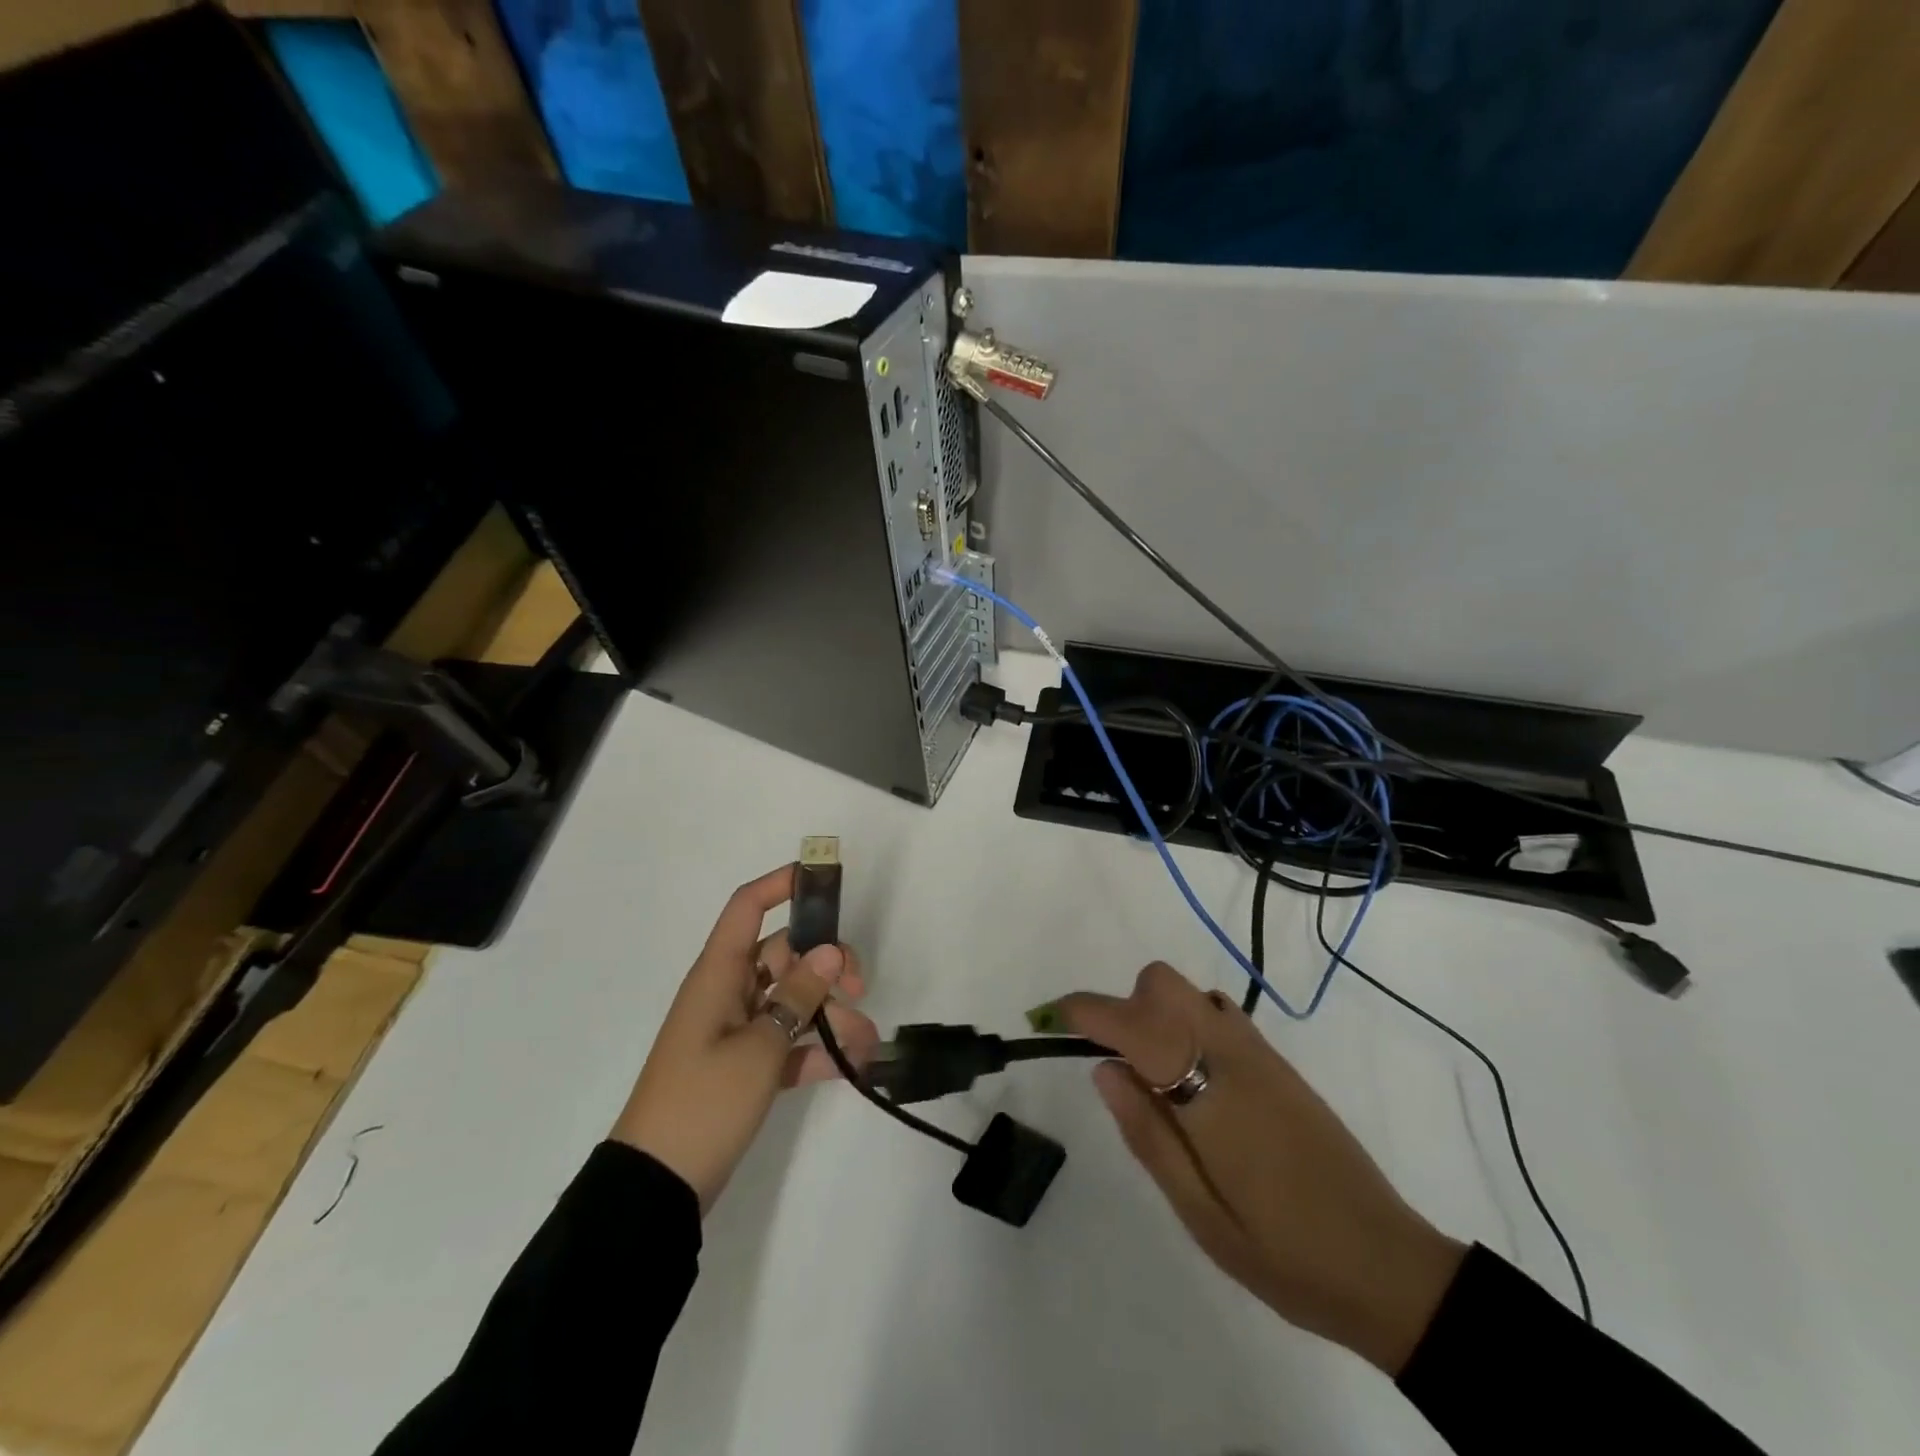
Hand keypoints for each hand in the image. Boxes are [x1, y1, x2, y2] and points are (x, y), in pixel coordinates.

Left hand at [611, 865, 878, 1210]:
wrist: (657, 1187)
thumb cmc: (702, 1103)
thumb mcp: (758, 1048)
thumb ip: (798, 996)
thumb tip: (829, 951)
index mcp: (718, 975)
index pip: (747, 908)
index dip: (782, 885)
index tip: (825, 879)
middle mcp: (728, 993)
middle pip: (783, 954)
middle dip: (825, 963)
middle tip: (859, 985)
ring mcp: (736, 1031)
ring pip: (791, 1001)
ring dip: (829, 1014)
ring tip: (867, 1040)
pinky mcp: (744, 1067)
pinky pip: (787, 1042)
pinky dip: (815, 1049)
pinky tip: (851, 1065)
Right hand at [1056, 963, 1466, 1374]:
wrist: (1389, 1267)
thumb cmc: (1284, 1255)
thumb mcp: (1201, 1215)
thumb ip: (1147, 1135)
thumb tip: (1103, 1069)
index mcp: (1209, 1096)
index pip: (1136, 1026)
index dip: (1088, 1012)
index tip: (1054, 1016)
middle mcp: (1233, 1055)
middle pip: (1161, 983)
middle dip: (1125, 1005)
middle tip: (1118, 1064)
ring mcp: (1261, 1053)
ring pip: (1189, 990)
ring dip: (1155, 1010)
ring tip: (1155, 1076)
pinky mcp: (1279, 1062)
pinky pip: (1218, 1012)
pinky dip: (1188, 1021)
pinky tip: (1196, 1077)